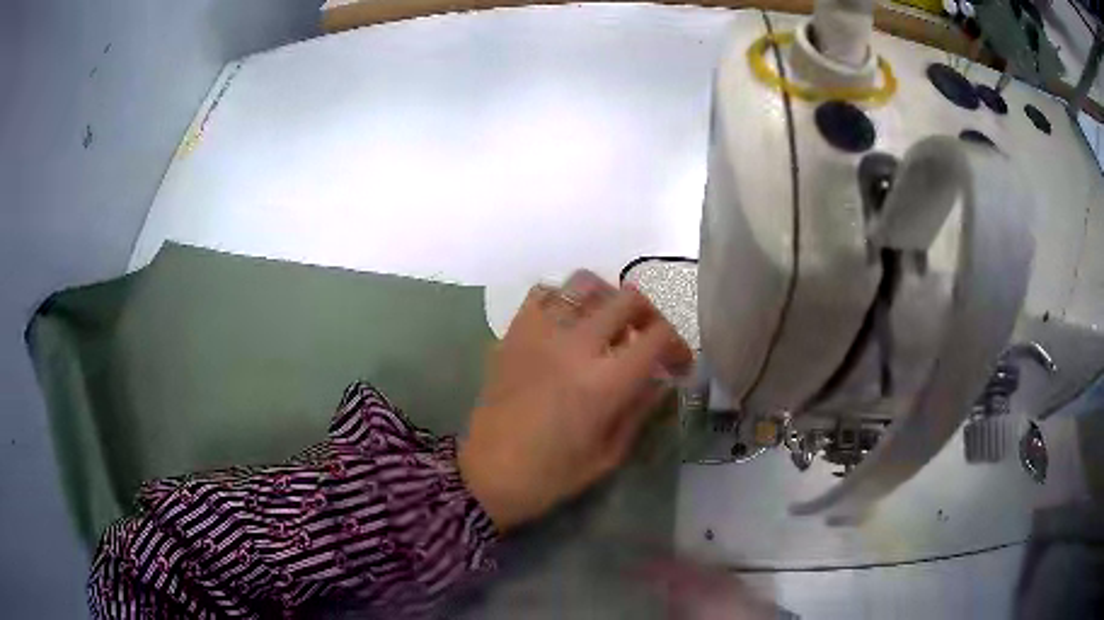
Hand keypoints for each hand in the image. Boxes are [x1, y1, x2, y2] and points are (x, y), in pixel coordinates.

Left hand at [458, 270, 691, 531]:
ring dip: (607, 299)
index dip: (678, 345)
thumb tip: (660, 379)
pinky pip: (543, 293)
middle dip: (649, 316)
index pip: (657, 337)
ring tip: (608, 324)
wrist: (488, 474)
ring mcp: (540, 334)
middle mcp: (575, 346)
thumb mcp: (608, 454)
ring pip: (584, 284)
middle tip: (647, 339)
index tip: (678, 365)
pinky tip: (567, 323)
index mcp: (604, 383)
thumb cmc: (551, 475)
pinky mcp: (513, 333)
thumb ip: (639, 409)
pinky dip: (564, 298)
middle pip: (627, 299)